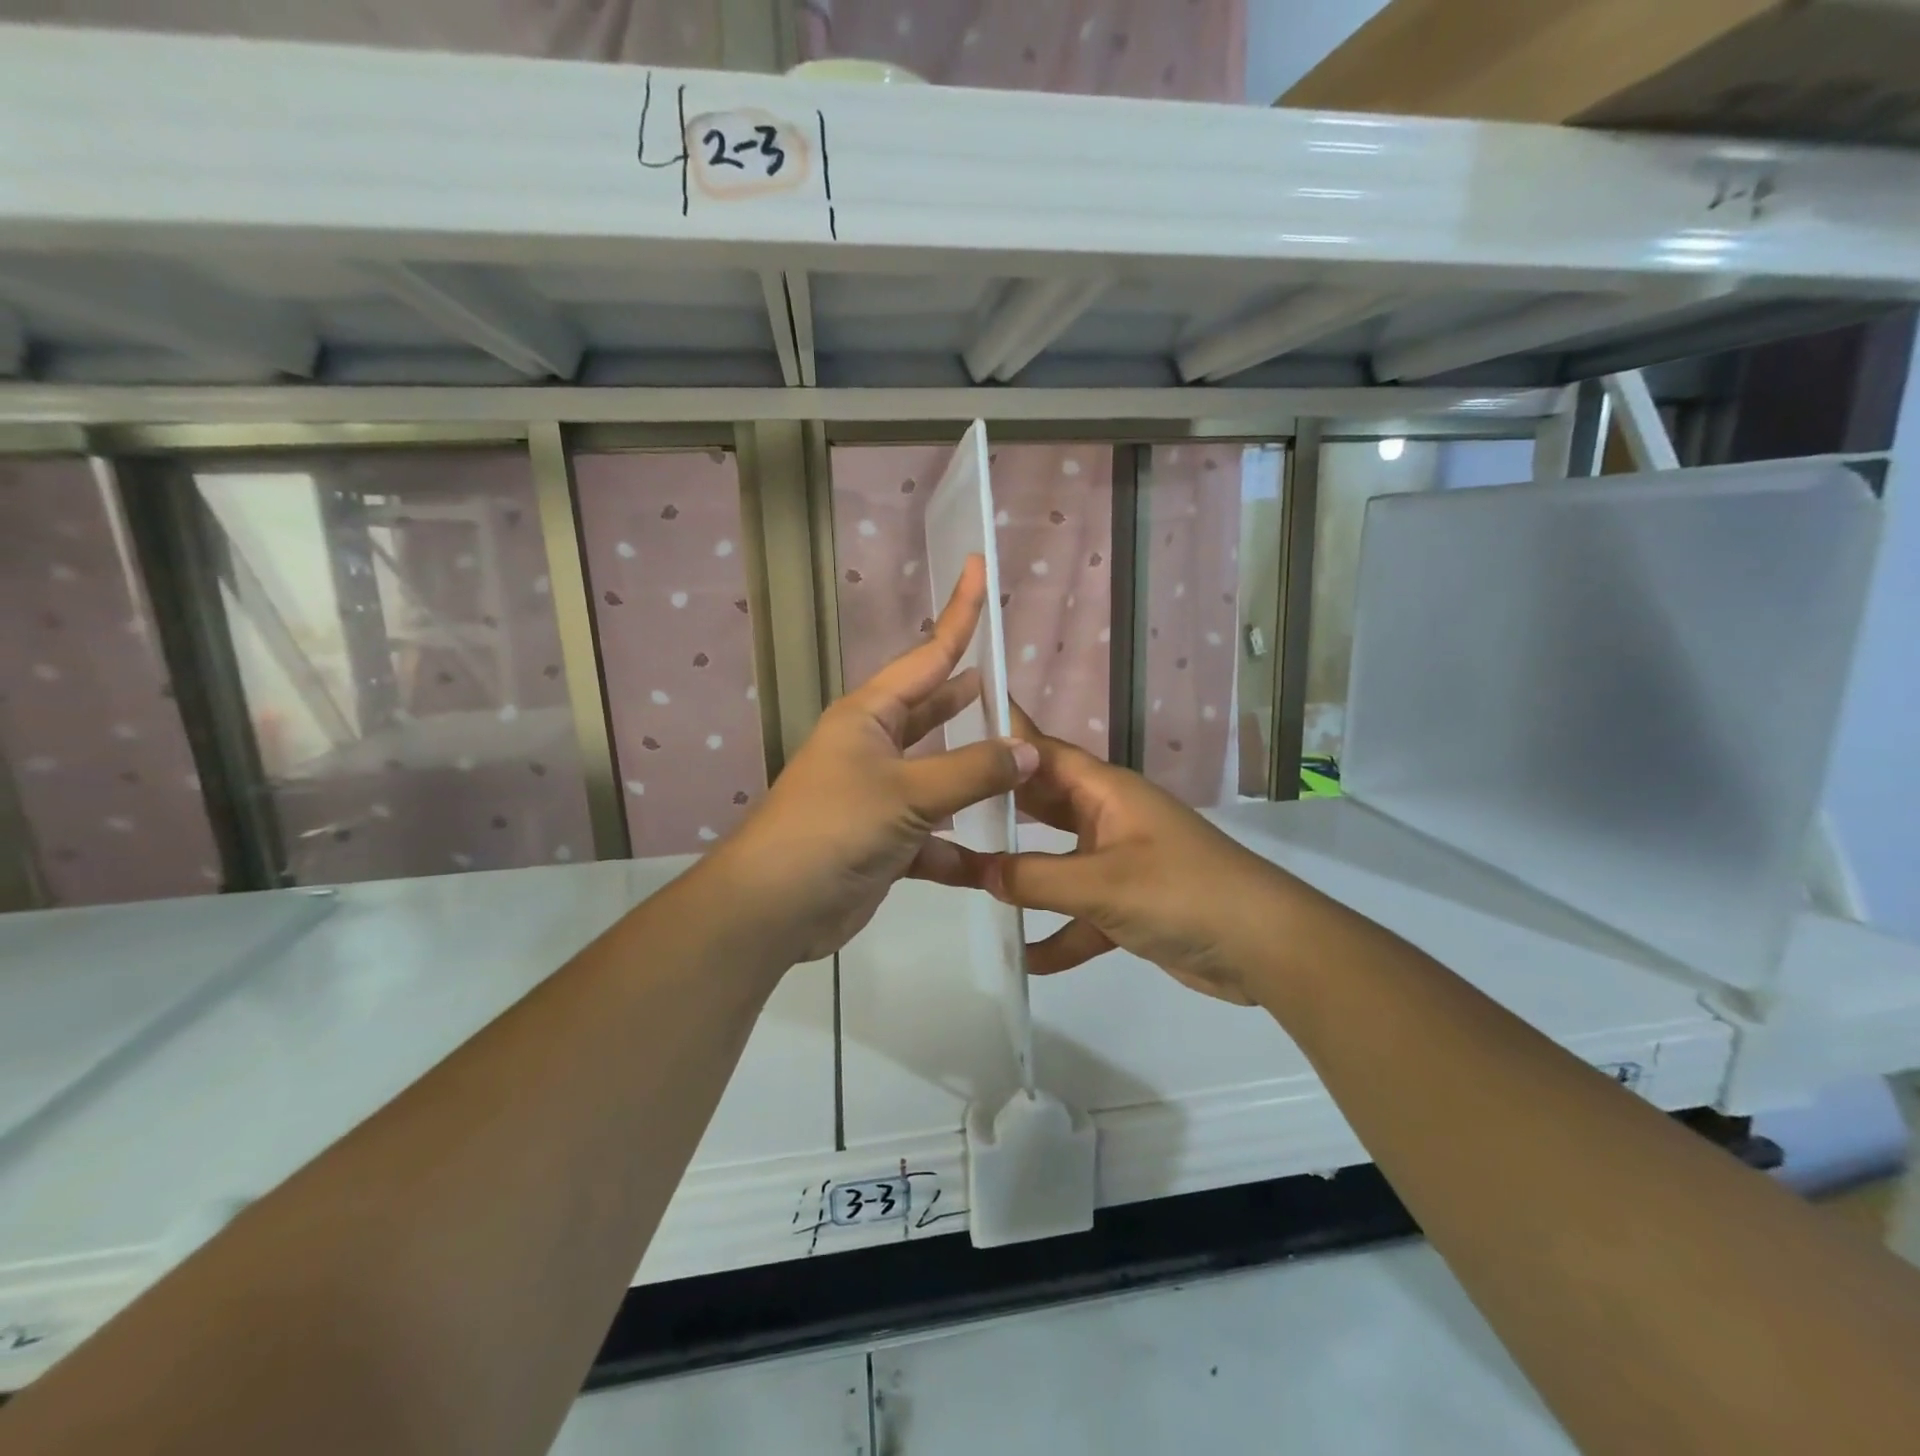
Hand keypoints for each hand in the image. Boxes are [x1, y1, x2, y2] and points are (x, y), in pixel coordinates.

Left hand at [714, 556, 1038, 964]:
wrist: (775, 906)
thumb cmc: (835, 828)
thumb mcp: (908, 793)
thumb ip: (973, 770)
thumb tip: (1028, 751)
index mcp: (870, 715)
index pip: (928, 655)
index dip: (959, 614)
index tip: (978, 568)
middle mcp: (873, 746)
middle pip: (933, 711)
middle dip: (968, 697)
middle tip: (1011, 682)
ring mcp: (877, 794)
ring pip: (939, 774)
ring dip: (973, 773)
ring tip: (1022, 762)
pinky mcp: (883, 839)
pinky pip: (933, 832)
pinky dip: (958, 842)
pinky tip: (994, 851)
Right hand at [965, 707, 1299, 1005]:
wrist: (1265, 948)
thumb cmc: (1182, 893)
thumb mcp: (1102, 884)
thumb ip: (1036, 878)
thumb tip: (978, 873)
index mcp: (1106, 792)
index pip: (1044, 754)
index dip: (1005, 739)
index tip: (958, 726)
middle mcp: (1110, 818)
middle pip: (1044, 804)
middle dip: (1001, 806)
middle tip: (944, 805)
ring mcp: (1120, 862)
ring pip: (1058, 860)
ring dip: (1023, 874)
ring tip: (967, 879)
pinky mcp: (1131, 904)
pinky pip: (1081, 911)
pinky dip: (1059, 932)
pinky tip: (1028, 958)